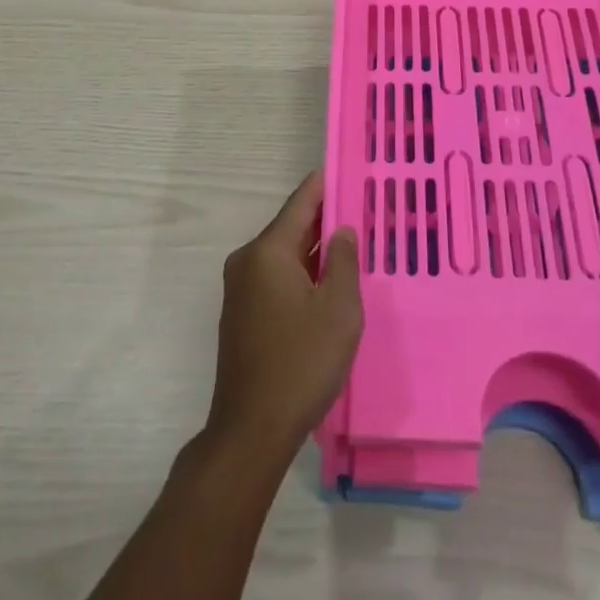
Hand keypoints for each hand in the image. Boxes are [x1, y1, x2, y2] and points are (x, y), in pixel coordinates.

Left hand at [203, 172, 361, 464]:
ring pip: (284, 255)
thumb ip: (344, 262)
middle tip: (359, 210)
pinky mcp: (241, 314)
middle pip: (290, 227)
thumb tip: (341, 230)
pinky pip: (275, 278)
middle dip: (323, 219)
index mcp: (268, 251)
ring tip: (349, 244)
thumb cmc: (301, 363)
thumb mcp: (339, 310)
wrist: (251, 430)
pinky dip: (300, 273)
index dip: (324, 185)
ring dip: (313, 250)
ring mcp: (240, 288)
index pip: (300, 203)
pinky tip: (325, 283)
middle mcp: (248, 261)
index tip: (345, 169)